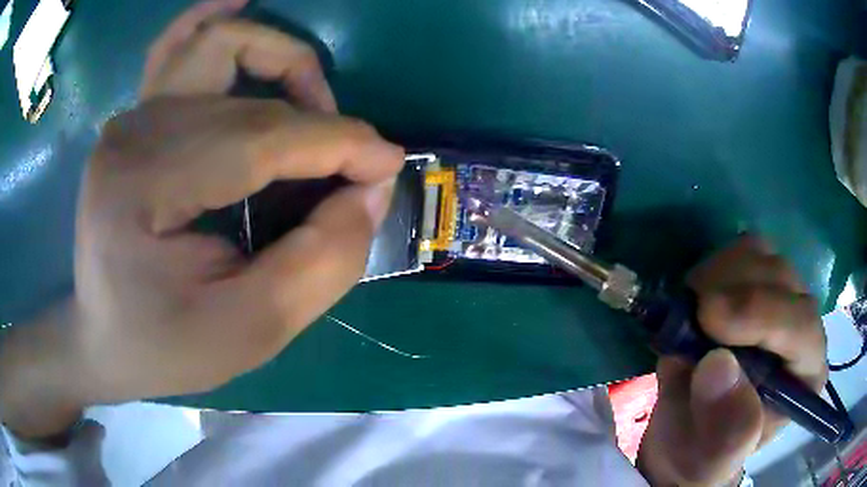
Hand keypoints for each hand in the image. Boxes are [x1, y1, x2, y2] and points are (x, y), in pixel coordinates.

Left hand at [0, 0, 403, 438]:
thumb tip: (370, 191)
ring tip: (312, 103)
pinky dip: (216, 19)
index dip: (338, 143)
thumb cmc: (164, 347)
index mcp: (143, 188)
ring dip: (279, 60)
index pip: (259, 138)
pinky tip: (241, 1)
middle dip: (319, 120)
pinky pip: (179, 46)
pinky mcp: (135, 119)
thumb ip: (318, 264)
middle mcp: (133, 133)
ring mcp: (130, 118)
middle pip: (247, 97)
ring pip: (218, 45)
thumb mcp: (248, 333)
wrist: (102, 340)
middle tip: (351, 167)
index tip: (388, 164)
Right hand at [637, 237, 827, 485]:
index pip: (802, 326)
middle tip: (691, 316)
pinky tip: (700, 298)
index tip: (707, 318)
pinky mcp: (758, 282)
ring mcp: (782, 299)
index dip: (761, 314)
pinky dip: (717, 265)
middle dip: (734, 291)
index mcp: (805, 376)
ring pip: (763, 254)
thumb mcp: (709, 459)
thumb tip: (718, 364)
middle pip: (782, 279)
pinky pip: (743, 250)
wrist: (689, 433)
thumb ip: (724, 429)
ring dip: (721, 275)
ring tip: (692, 314)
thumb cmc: (703, 453)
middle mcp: (803, 329)